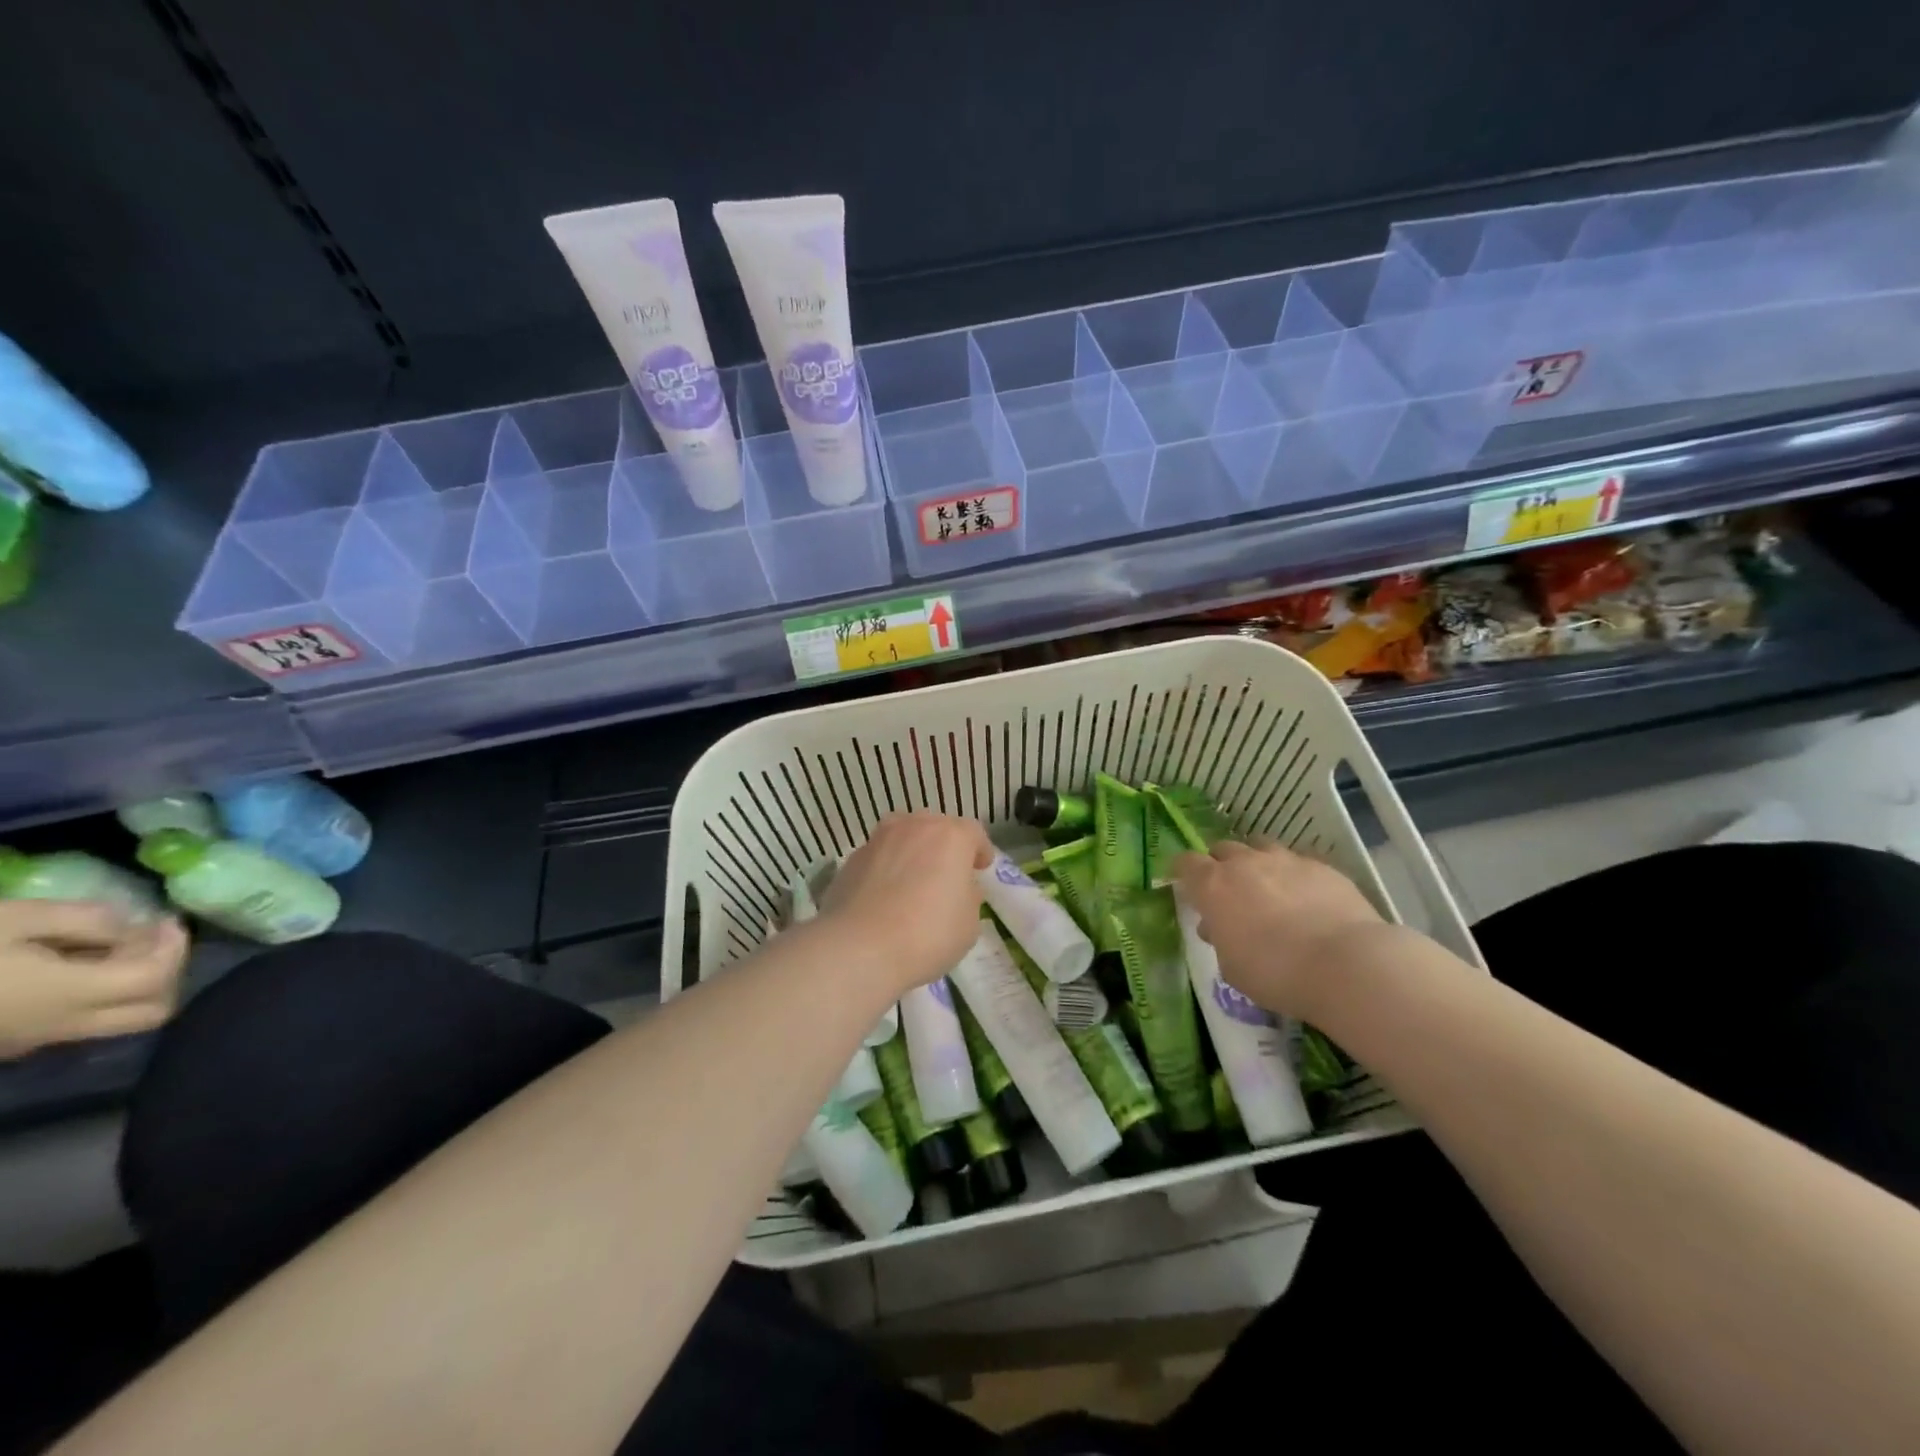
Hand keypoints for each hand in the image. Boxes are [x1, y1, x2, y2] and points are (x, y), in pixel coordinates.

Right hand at [0, 901, 188, 1057]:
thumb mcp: (15, 919)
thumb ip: (85, 920)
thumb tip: (133, 925)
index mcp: (70, 995)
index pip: (158, 979)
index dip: (174, 947)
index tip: (165, 919)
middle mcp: (61, 1026)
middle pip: (153, 1011)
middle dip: (167, 973)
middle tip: (151, 939)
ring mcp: (32, 1042)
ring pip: (119, 1022)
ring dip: (135, 986)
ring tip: (111, 948)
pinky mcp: (8, 1045)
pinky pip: (77, 1025)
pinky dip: (98, 997)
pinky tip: (73, 965)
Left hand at [821, 813, 993, 992]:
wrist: (860, 947)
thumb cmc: (928, 934)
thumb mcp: (969, 923)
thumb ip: (968, 897)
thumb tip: (959, 888)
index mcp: (950, 837)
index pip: (973, 833)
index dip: (980, 850)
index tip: (981, 868)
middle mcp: (914, 827)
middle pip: (935, 827)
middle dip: (943, 846)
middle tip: (946, 873)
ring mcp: (878, 840)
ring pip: (902, 836)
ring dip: (911, 852)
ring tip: (912, 880)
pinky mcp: (851, 860)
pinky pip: (878, 858)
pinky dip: (885, 869)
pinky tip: (884, 896)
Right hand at [1174, 841, 1385, 1018]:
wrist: (1345, 964)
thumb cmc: (1274, 973)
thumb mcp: (1232, 967)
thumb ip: (1220, 940)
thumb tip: (1216, 927)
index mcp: (1214, 885)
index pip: (1185, 863)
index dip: (1182, 872)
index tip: (1184, 884)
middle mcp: (1246, 863)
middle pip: (1223, 849)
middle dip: (1221, 865)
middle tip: (1228, 891)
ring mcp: (1286, 860)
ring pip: (1261, 848)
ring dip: (1257, 864)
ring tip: (1267, 889)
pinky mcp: (1322, 867)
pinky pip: (1298, 863)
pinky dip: (1294, 876)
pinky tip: (1306, 900)